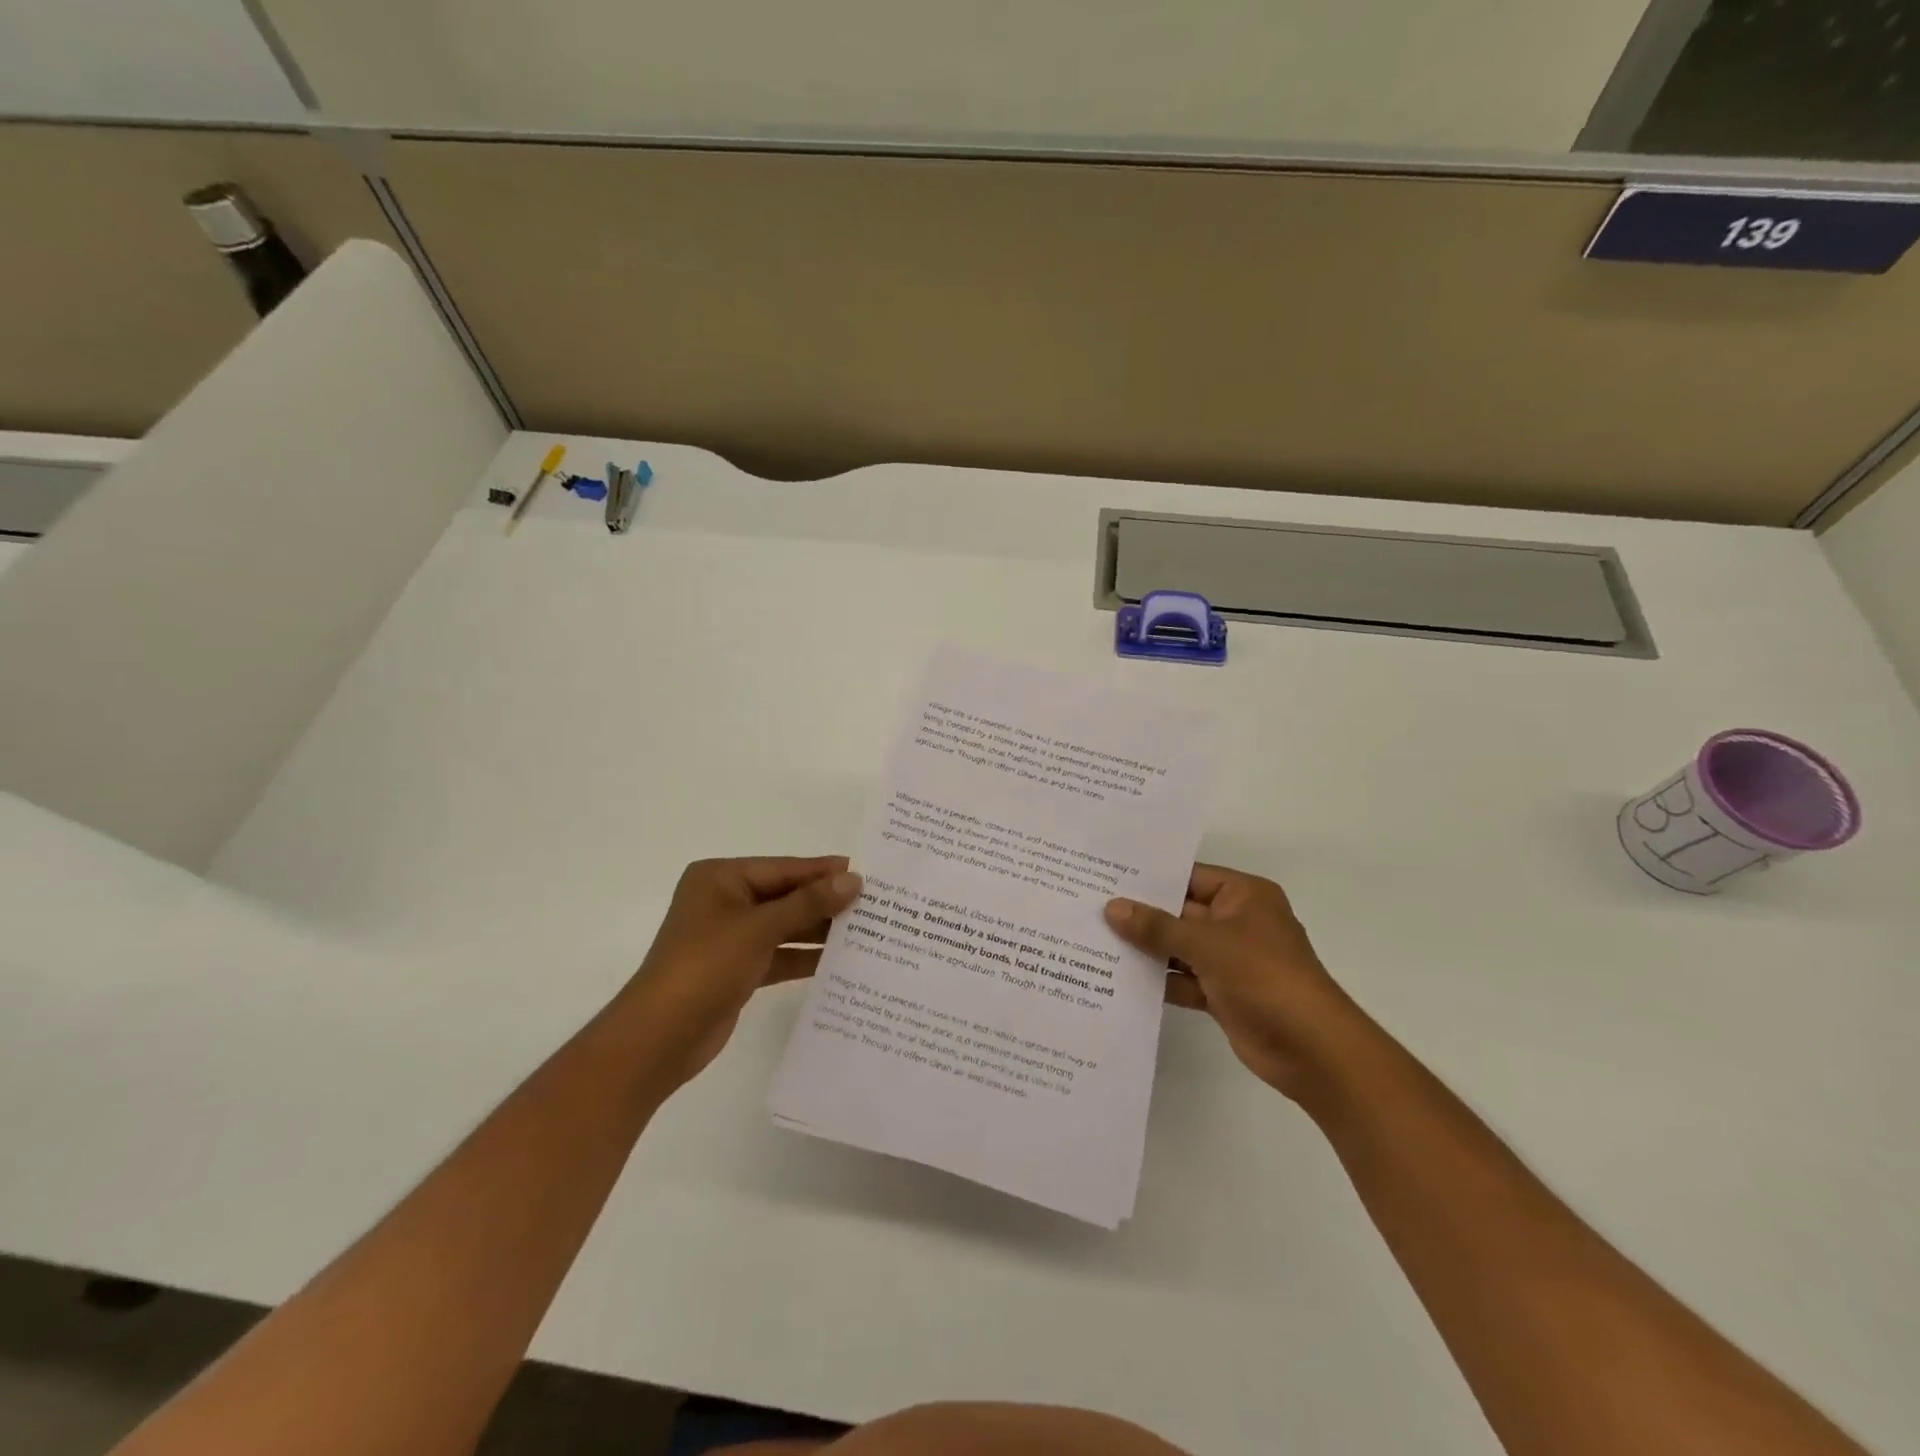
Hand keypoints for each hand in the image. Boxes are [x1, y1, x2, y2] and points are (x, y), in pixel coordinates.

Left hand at [622, 856, 861, 1090]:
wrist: (659, 1038)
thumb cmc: (706, 966)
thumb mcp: (760, 928)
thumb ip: (809, 903)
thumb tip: (853, 880)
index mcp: (721, 879)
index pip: (783, 868)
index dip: (823, 871)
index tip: (865, 873)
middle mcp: (725, 902)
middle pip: (785, 896)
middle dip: (825, 902)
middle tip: (873, 904)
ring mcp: (730, 937)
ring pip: (785, 927)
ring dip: (819, 931)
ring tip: (866, 931)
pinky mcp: (737, 969)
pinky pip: (779, 954)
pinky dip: (804, 957)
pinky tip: (839, 961)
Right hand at [1106, 864, 1357, 1099]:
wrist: (1312, 1049)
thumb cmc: (1263, 977)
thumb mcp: (1206, 944)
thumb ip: (1156, 926)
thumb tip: (1112, 908)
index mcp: (1243, 896)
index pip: (1188, 877)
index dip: (1149, 878)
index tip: (1105, 876)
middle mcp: (1237, 922)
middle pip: (1180, 912)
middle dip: (1141, 915)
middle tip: (1089, 908)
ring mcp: (1230, 960)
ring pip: (1179, 947)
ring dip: (1146, 949)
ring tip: (1094, 941)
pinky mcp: (1224, 993)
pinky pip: (1184, 979)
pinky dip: (1159, 980)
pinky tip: (1118, 979)